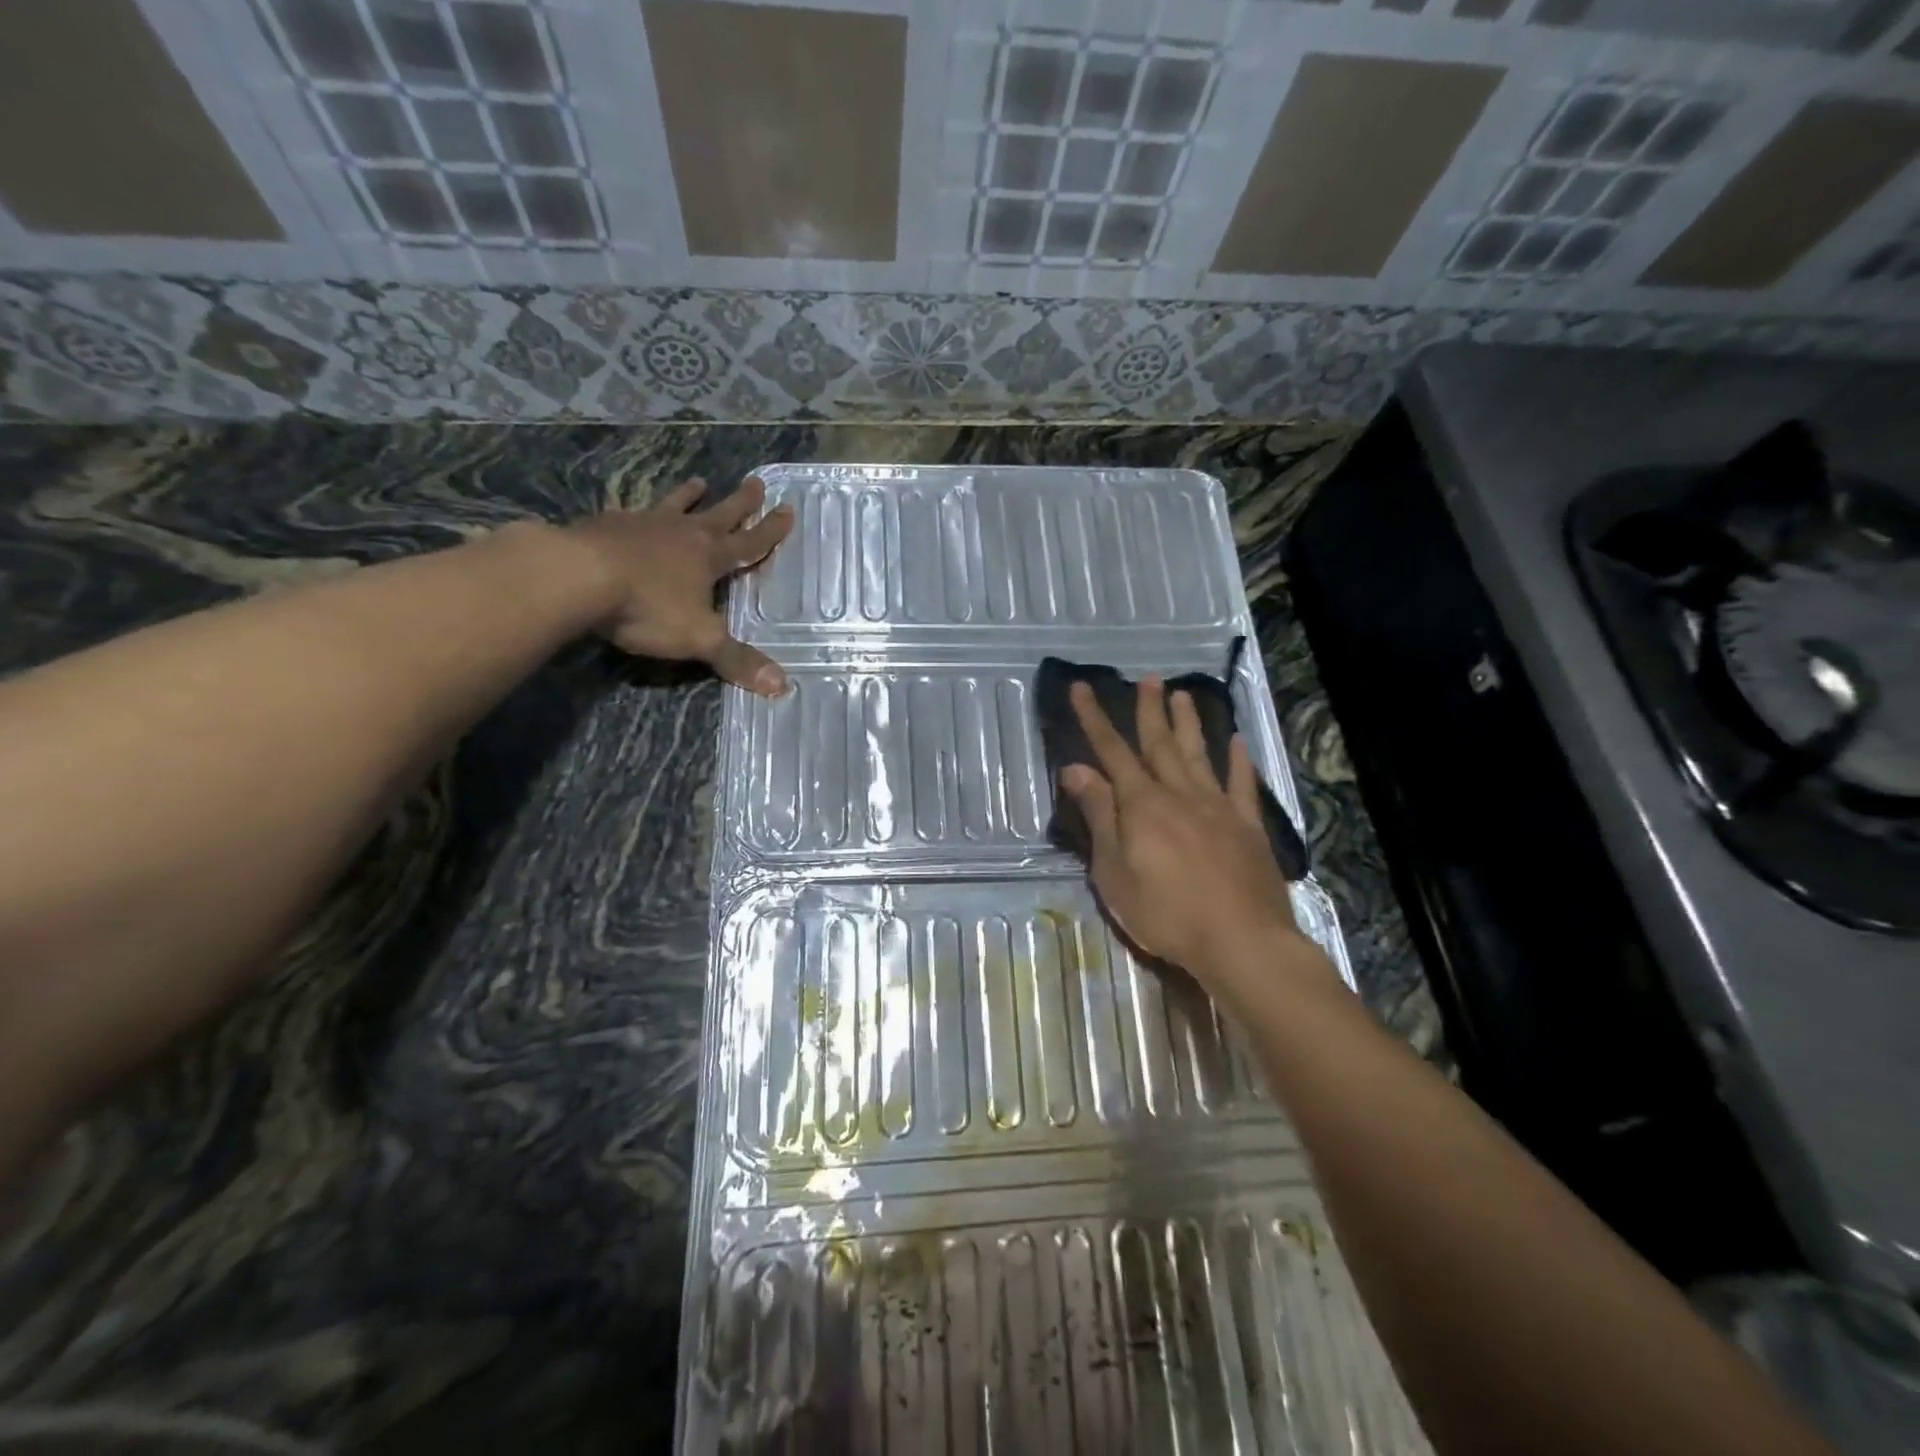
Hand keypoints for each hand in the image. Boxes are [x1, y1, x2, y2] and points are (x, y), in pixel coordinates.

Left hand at [570, 476, 793, 695]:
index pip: (749, 542)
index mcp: (708, 557)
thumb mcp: (699, 639)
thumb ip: (736, 660)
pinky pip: (629, 514)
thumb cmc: (647, 606)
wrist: (576, 575)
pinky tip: (630, 511)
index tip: (787, 509)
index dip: (771, 530)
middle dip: (740, 502)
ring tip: (698, 481)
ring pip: (674, 506)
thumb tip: (782, 685)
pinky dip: (637, 511)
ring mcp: (642, 524)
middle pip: (718, 514)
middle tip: (756, 481)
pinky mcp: (605, 525)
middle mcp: (681, 533)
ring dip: (688, 495)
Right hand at [1057, 675, 1323, 989]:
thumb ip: (1099, 816)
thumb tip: (1076, 769)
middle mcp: (1179, 794)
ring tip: (1183, 694)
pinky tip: (1237, 741)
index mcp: (1142, 805)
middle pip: (1160, 744)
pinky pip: (1241, 784)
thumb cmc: (1165, 912)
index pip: (1111, 752)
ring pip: (1199, 754)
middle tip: (1147, 679)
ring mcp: (1218, 807)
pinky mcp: (1248, 827)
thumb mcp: (1114, 871)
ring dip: (1189, 723)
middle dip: (1149, 710)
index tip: (1081, 687)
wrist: (1240, 941)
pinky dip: (1238, 761)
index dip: (1094, 718)